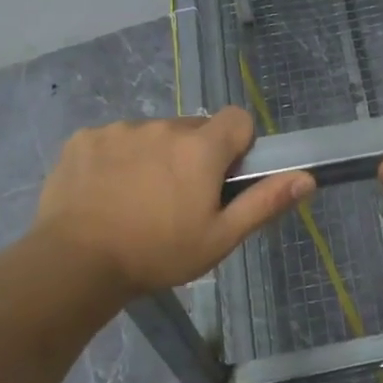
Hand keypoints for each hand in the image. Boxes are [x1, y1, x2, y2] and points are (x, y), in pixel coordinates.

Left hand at [31, 107, 313, 299]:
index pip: (237, 119)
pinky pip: (114, 140)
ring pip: (153, 135)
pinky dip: (116, 160)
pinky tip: (105, 193)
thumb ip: (264, 202)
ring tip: (137, 200)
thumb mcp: (220, 238)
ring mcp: (120, 130)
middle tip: (179, 199)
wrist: (74, 263)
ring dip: (155, 157)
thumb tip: (307, 178)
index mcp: (201, 148)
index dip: (238, 145)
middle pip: (193, 129)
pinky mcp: (84, 139)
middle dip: (194, 155)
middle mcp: (163, 127)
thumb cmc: (157, 253)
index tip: (223, 178)